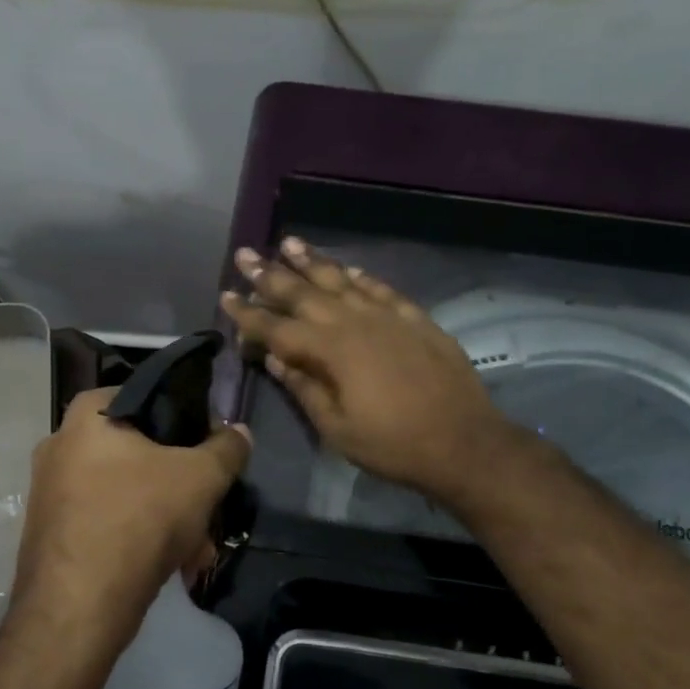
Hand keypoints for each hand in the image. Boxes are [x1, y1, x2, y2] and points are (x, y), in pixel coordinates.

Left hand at [9, 385, 251, 658]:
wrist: (76, 609)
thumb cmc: (139, 520)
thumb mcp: (201, 477)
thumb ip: (227, 448)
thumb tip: (239, 432)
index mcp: (87, 416)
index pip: (147, 396)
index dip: (187, 418)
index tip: (211, 447)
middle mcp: (60, 445)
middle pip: (141, 451)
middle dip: (182, 484)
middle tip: (209, 508)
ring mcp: (50, 492)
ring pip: (128, 492)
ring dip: (168, 517)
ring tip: (198, 550)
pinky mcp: (52, 533)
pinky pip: (108, 521)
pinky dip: (140, 537)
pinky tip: (172, 566)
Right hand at [220, 237, 511, 501]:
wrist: (464, 442)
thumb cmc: (393, 445)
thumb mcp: (337, 428)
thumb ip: (304, 388)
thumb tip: (275, 357)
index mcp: (330, 351)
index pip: (277, 327)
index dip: (248, 313)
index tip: (226, 295)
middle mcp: (355, 322)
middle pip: (304, 293)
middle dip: (271, 274)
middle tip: (246, 254)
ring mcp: (388, 316)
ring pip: (342, 280)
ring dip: (313, 262)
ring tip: (289, 243)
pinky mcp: (416, 319)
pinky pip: (381, 289)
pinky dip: (361, 276)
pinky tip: (348, 268)